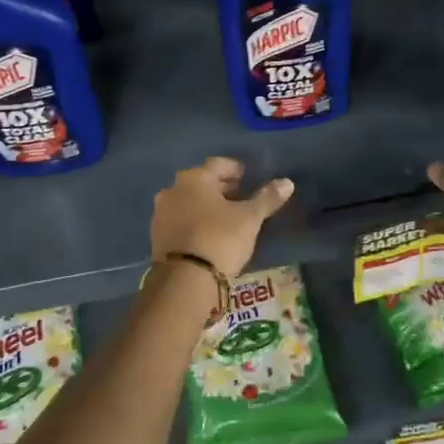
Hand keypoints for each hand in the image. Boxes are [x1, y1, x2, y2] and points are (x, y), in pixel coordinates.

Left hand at [151, 158, 293, 279]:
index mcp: (195, 178)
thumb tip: (287, 182)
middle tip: (239, 197)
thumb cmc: (220, 239)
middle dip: (220, 187)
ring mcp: (161, 212)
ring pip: (188, 200)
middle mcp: (173, 189)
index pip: (218, 164)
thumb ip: (267, 199)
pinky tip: (207, 233)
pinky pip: (180, 219)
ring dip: (205, 204)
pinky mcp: (156, 235)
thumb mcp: (249, 219)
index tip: (247, 178)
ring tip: (225, 217)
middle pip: (201, 181)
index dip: (235, 170)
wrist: (185, 279)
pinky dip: (194, 220)